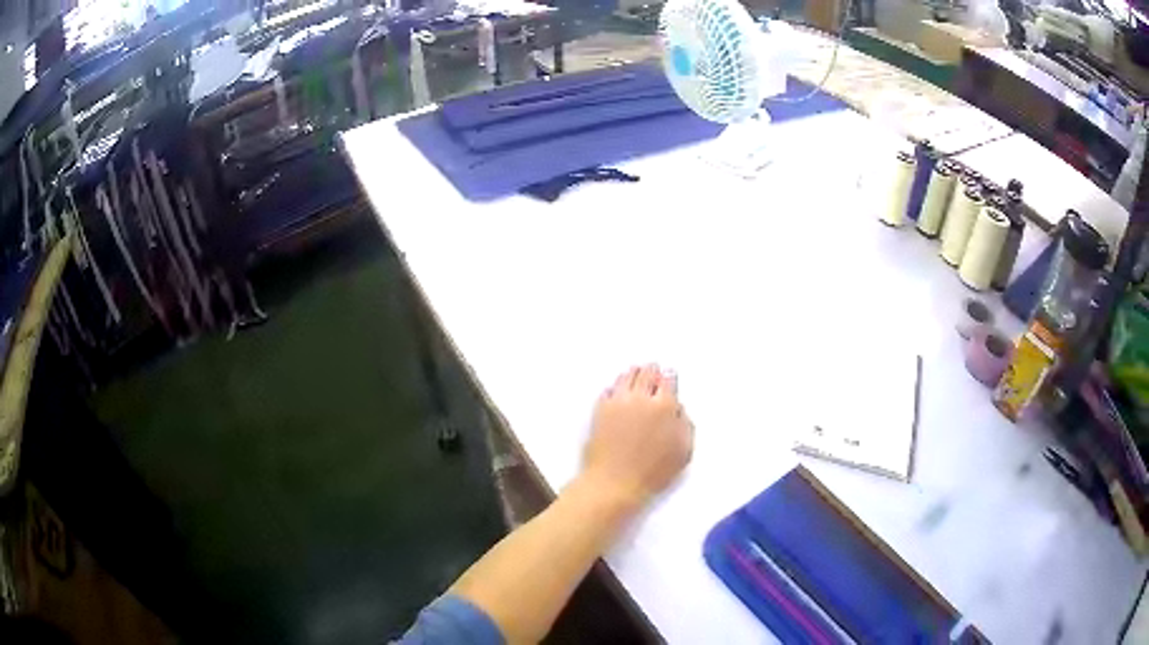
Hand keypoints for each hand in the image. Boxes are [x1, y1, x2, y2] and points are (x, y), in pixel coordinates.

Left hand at [579, 364, 693, 512]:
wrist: (614, 482)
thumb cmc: (652, 472)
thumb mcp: (683, 451)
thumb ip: (685, 425)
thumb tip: (679, 410)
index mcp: (664, 406)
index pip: (668, 380)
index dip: (669, 376)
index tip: (669, 374)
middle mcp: (640, 398)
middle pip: (646, 374)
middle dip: (651, 370)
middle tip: (652, 367)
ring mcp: (617, 402)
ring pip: (625, 377)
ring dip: (632, 373)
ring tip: (634, 371)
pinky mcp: (599, 410)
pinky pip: (608, 390)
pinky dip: (614, 387)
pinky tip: (616, 389)